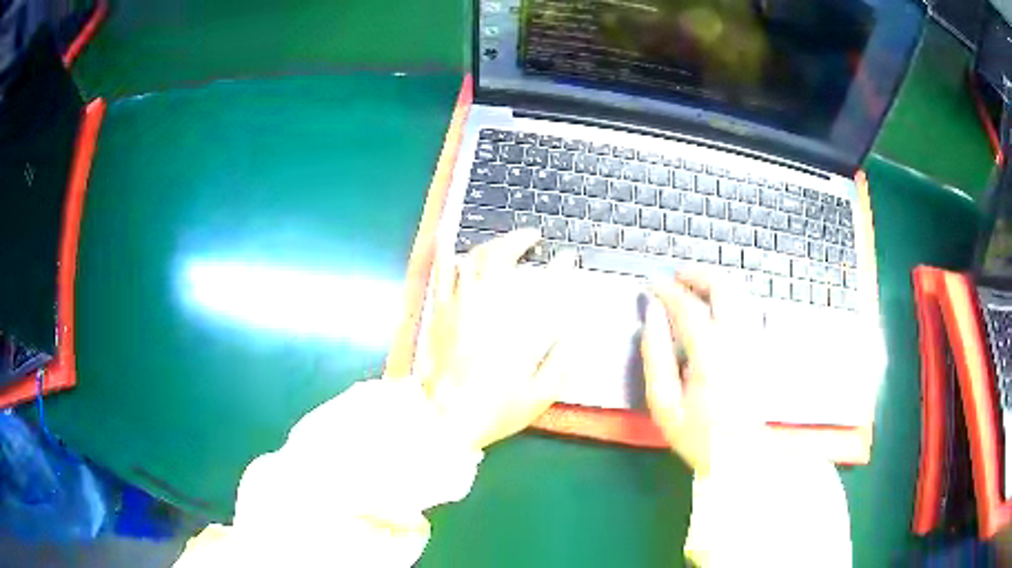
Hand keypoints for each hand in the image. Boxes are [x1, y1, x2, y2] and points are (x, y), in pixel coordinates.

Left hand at [422, 229, 577, 449]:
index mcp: (521, 330)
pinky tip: (453, 243)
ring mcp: (461, 307)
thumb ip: (562, 361)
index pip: (547, 285)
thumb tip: (576, 332)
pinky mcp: (440, 313)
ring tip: (503, 244)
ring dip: (491, 245)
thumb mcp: (542, 394)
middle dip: (518, 240)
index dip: (561, 267)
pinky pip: (443, 274)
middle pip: (502, 258)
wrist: (448, 419)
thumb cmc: (497, 409)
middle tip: (531, 237)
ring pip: (474, 260)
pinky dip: (449, 255)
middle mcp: (491, 309)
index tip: (569, 257)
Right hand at [640, 273, 762, 472]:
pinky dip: (735, 300)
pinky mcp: (764, 349)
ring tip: (696, 289)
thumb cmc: (697, 434)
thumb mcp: (663, 403)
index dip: (668, 291)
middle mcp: (738, 339)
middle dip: (699, 275)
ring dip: (718, 284)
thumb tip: (652, 316)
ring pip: (742, 294)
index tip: (653, 284)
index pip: (688, 306)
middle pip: (724, 287)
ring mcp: (756, 341)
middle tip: (678, 278)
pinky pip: (753, 310)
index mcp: (710, 353)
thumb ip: (655, 355)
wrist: (738, 456)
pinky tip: (722, 309)